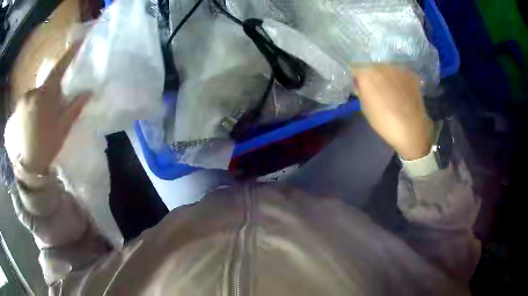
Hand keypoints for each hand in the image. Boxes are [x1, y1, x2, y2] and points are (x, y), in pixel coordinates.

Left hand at [15, 46, 89, 174]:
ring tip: (42, 119)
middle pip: (47, 84)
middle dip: (52, 91)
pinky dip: (33, 104)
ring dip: (42, 100)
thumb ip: (74, 108)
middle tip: (54, 108)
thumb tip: (89, 91)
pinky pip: (29, 99)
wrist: (28, 166)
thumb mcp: (62, 129)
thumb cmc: (46, 146)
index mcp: (45, 95)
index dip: (70, 54)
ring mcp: (24, 98)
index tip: (80, 39)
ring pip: (37, 92)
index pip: (59, 69)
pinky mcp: (19, 106)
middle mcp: (33, 91)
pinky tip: (33, 120)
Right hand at [354, 65, 433, 160]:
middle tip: (375, 89)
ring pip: (386, 68)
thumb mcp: (365, 108)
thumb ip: (361, 91)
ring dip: (385, 76)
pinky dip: (397, 79)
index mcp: (366, 74)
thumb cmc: (384, 122)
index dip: (356, 78)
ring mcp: (396, 68)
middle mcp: (381, 65)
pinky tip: (400, 91)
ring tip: (390, 90)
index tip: (359, 87)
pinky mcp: (409, 73)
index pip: (355, 69)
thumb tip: (361, 84)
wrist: (411, 128)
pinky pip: (398, 72)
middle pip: (371, 66)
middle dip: (371, 76)